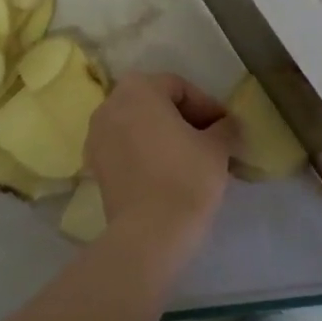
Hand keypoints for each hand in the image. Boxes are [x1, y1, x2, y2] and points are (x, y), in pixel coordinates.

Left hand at [84, 72, 238, 240]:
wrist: (150, 233)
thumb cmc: (187, 177)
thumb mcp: (217, 147)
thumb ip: (224, 127)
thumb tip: (226, 125)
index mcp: (139, 89)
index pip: (180, 87)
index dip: (207, 106)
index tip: (225, 128)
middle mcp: (110, 105)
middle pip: (155, 103)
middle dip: (184, 119)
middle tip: (211, 141)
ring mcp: (97, 136)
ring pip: (139, 126)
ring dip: (165, 136)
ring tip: (191, 158)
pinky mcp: (95, 166)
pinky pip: (125, 148)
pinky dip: (146, 153)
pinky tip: (169, 173)